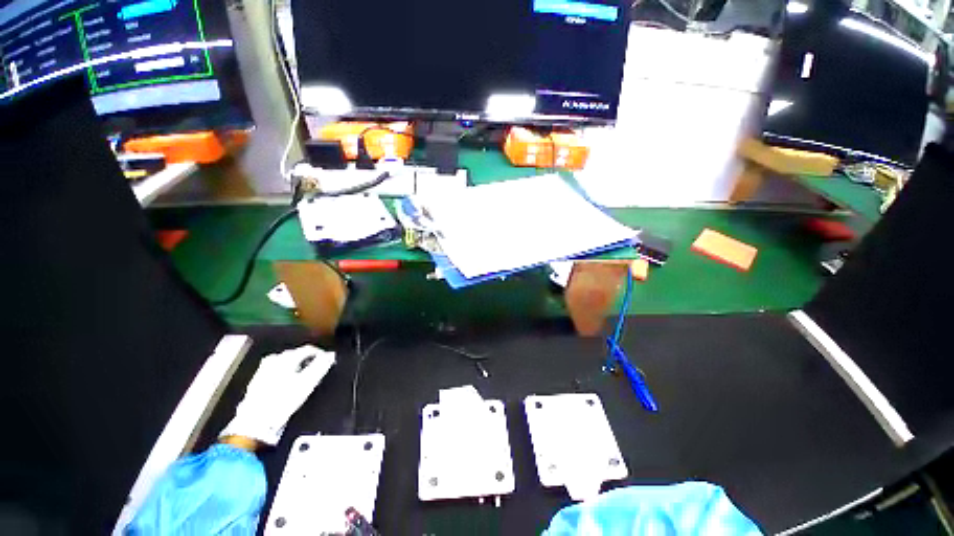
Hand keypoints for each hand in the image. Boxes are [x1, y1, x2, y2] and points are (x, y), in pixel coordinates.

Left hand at [220, 344, 334, 445]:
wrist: (255, 422)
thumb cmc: (282, 401)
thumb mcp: (307, 383)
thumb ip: (321, 366)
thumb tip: (331, 355)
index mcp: (286, 358)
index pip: (309, 349)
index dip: (321, 354)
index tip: (328, 362)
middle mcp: (274, 359)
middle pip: (297, 354)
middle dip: (308, 361)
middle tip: (316, 371)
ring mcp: (264, 368)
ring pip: (286, 362)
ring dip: (297, 367)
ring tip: (304, 378)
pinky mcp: (257, 379)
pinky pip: (277, 370)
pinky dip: (286, 373)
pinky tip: (289, 383)